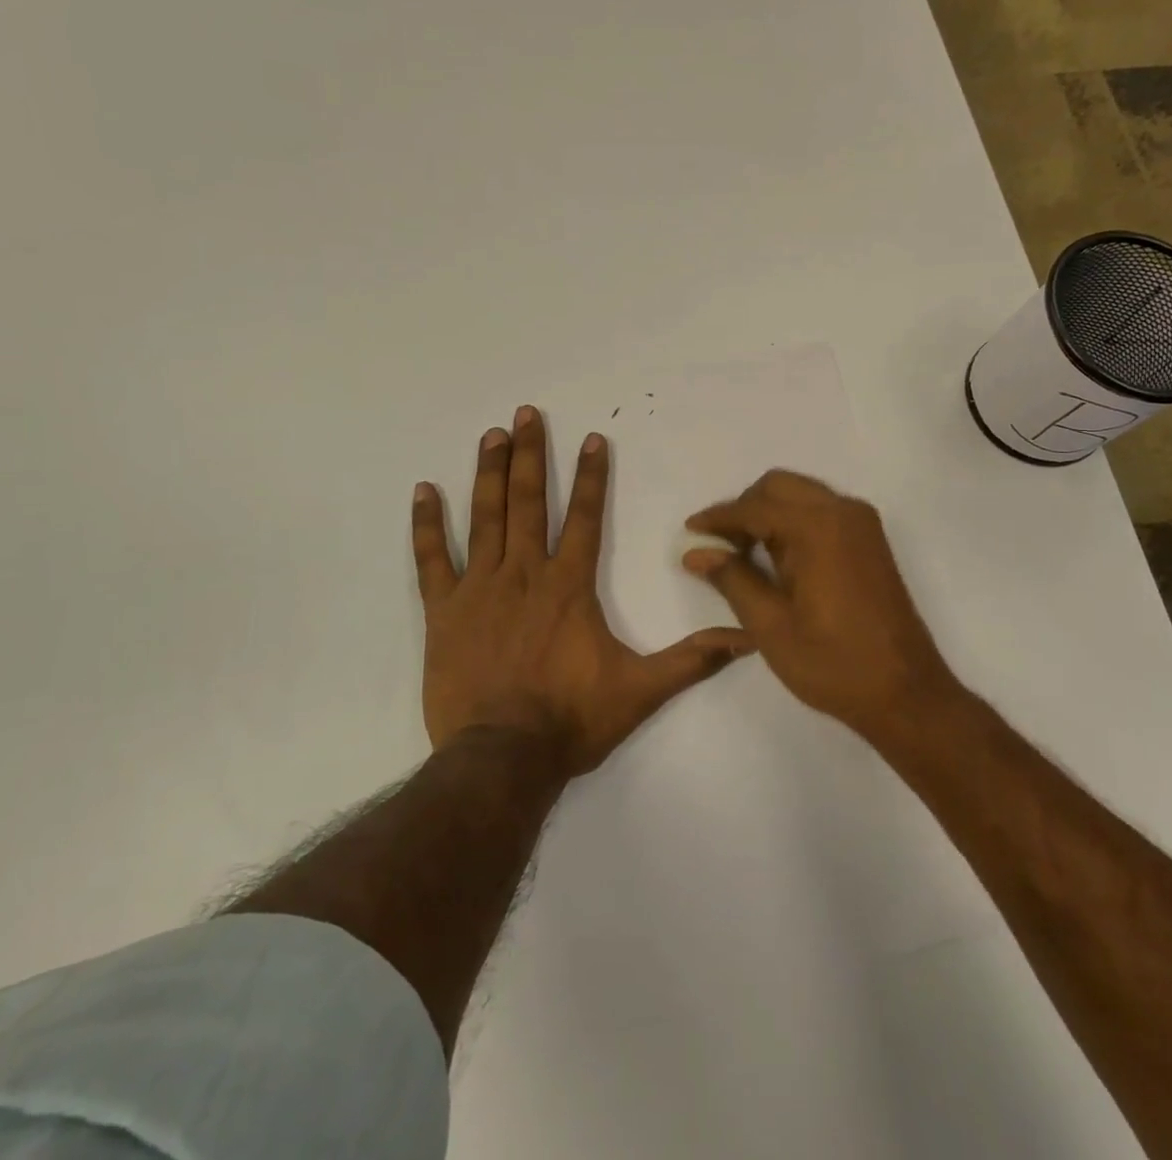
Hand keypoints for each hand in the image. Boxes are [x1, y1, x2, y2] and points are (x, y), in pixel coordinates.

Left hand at [413, 407, 753, 774]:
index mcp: (569, 586)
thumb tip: (748, 639)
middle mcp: (525, 574)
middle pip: (530, 502)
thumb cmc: (572, 720)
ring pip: (485, 518)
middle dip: (532, 455)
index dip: (592, 476)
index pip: (586, 518)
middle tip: (526, 414)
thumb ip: (693, 660)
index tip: (592, 437)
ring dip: (490, 474)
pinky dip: (426, 525)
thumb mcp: (642, 691)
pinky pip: (432, 559)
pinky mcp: (444, 611)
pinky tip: (423, 491)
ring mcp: (480, 589)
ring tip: (491, 435)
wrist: (503, 757)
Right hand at [681, 470, 959, 741]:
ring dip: (768, 513)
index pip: (754, 507)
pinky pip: (821, 511)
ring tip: (743, 554)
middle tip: (719, 545)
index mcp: (817, 528)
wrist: (905, 693)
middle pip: (778, 487)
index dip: (718, 518)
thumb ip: (732, 578)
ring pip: (800, 495)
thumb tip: (695, 552)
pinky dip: (793, 521)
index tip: (690, 530)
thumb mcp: (770, 625)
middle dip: (743, 508)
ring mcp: (862, 524)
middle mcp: (842, 512)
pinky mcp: (870, 540)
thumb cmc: (832, 663)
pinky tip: (778, 557)